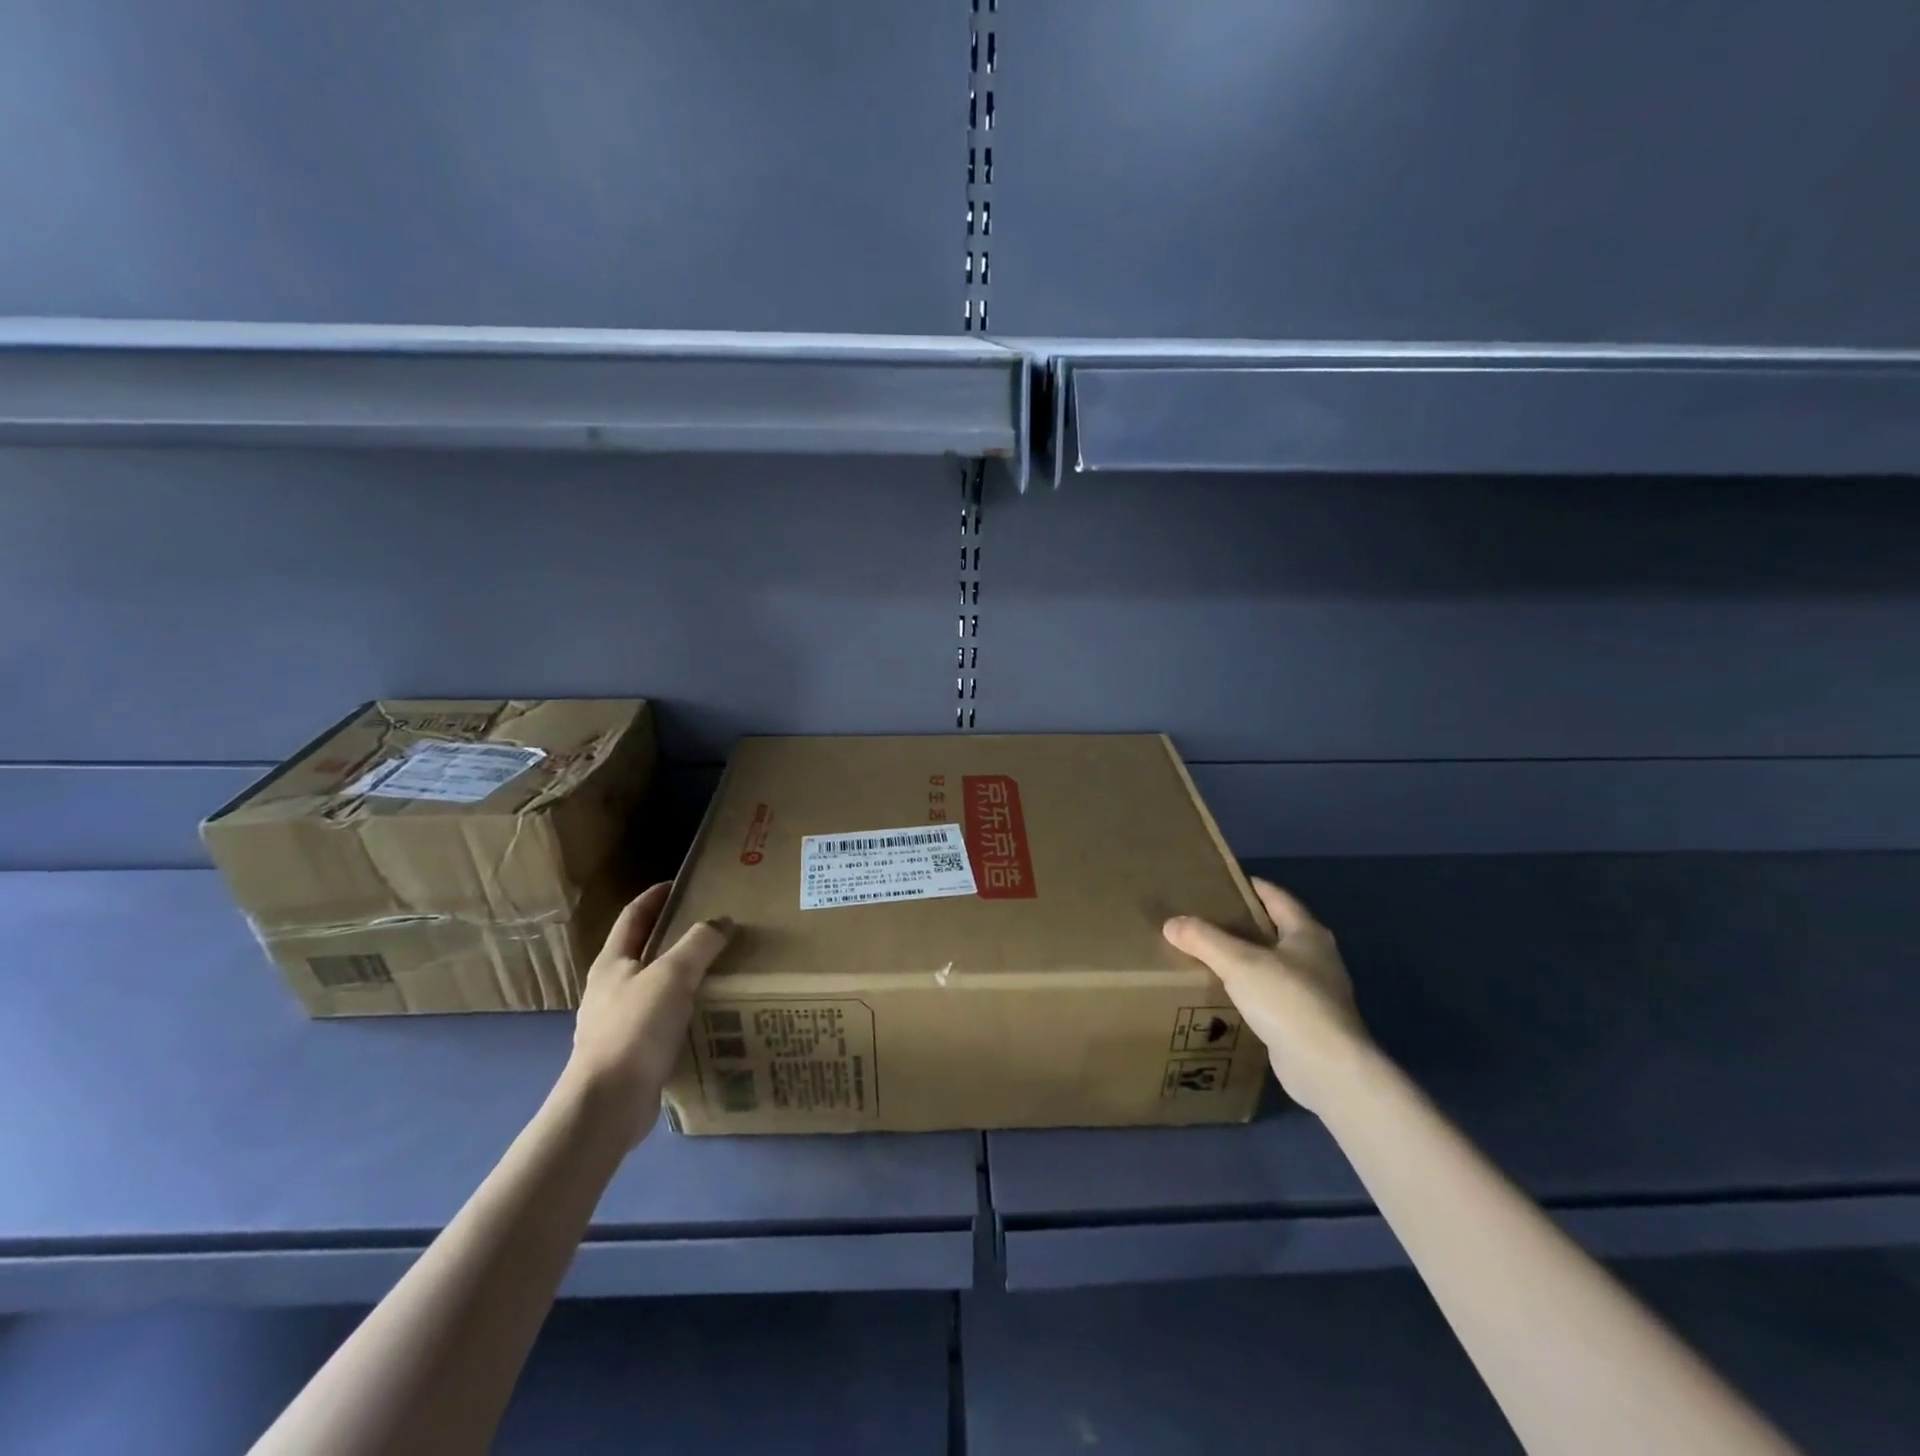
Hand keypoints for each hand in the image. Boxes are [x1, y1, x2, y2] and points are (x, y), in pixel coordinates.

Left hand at [565, 883, 732, 1145]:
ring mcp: (616, 1023)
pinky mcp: (629, 1054)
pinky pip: (659, 1020)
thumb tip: (723, 921)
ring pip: (652, 987)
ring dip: (679, 975)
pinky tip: (704, 1015)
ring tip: (715, 969)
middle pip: (641, 951)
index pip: (632, 916)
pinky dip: (681, 1009)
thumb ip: (699, 944)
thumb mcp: (672, 976)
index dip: (654, 897)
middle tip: (709, 926)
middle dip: (671, 935)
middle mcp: (609, 989)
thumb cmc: (635, 1029)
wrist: (607, 1105)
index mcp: (611, 963)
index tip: (680, 884)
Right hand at [1164, 877, 1368, 1114]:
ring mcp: (1316, 993)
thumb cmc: (1288, 1001)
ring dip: (1247, 960)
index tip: (1220, 881)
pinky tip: (1226, 996)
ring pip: (1274, 965)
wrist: (1327, 1069)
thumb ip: (1204, 940)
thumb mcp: (1239, 963)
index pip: (1276, 897)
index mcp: (1307, 933)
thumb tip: (1172, 924)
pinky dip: (1251, 991)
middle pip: (1276, 930)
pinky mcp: (1307, 1023)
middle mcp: (1317, 958)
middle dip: (1244, 924)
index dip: (1250, 886)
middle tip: (1206, 918)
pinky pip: (1273, 996)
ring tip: (1209, 955)